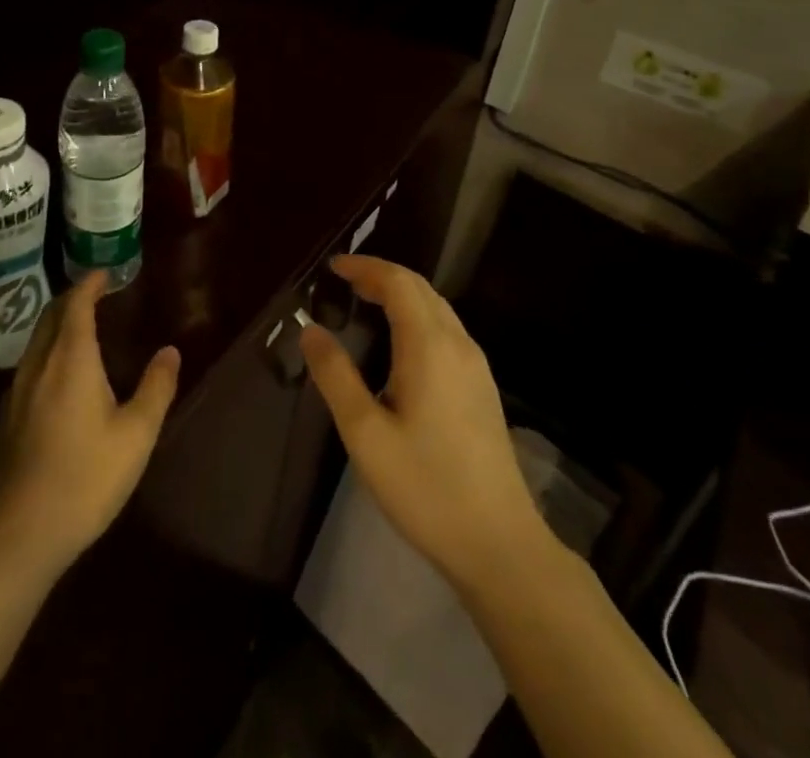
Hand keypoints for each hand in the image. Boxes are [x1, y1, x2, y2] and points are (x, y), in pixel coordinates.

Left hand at [0, 272, 180, 578]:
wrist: (17, 537)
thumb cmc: (84, 479)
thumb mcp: (136, 435)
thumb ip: (156, 388)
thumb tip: (171, 351)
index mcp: (70, 359)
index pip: (76, 304)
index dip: (90, 284)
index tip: (104, 273)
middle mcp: (38, 365)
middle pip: (51, 316)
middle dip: (72, 298)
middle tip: (95, 293)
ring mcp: (16, 392)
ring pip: (36, 340)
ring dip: (58, 324)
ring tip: (81, 328)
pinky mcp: (5, 418)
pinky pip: (29, 364)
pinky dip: (48, 350)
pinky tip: (59, 375)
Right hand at [300, 255, 544, 591]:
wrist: (499, 543)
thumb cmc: (425, 486)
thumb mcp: (365, 434)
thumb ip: (335, 376)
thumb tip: (310, 330)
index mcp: (429, 346)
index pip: (398, 282)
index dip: (366, 267)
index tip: (333, 267)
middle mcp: (458, 344)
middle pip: (420, 288)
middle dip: (382, 276)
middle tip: (345, 281)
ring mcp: (476, 366)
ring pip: (437, 308)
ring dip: (402, 294)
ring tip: (366, 302)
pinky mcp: (482, 388)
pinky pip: (447, 330)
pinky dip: (418, 316)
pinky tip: (401, 342)